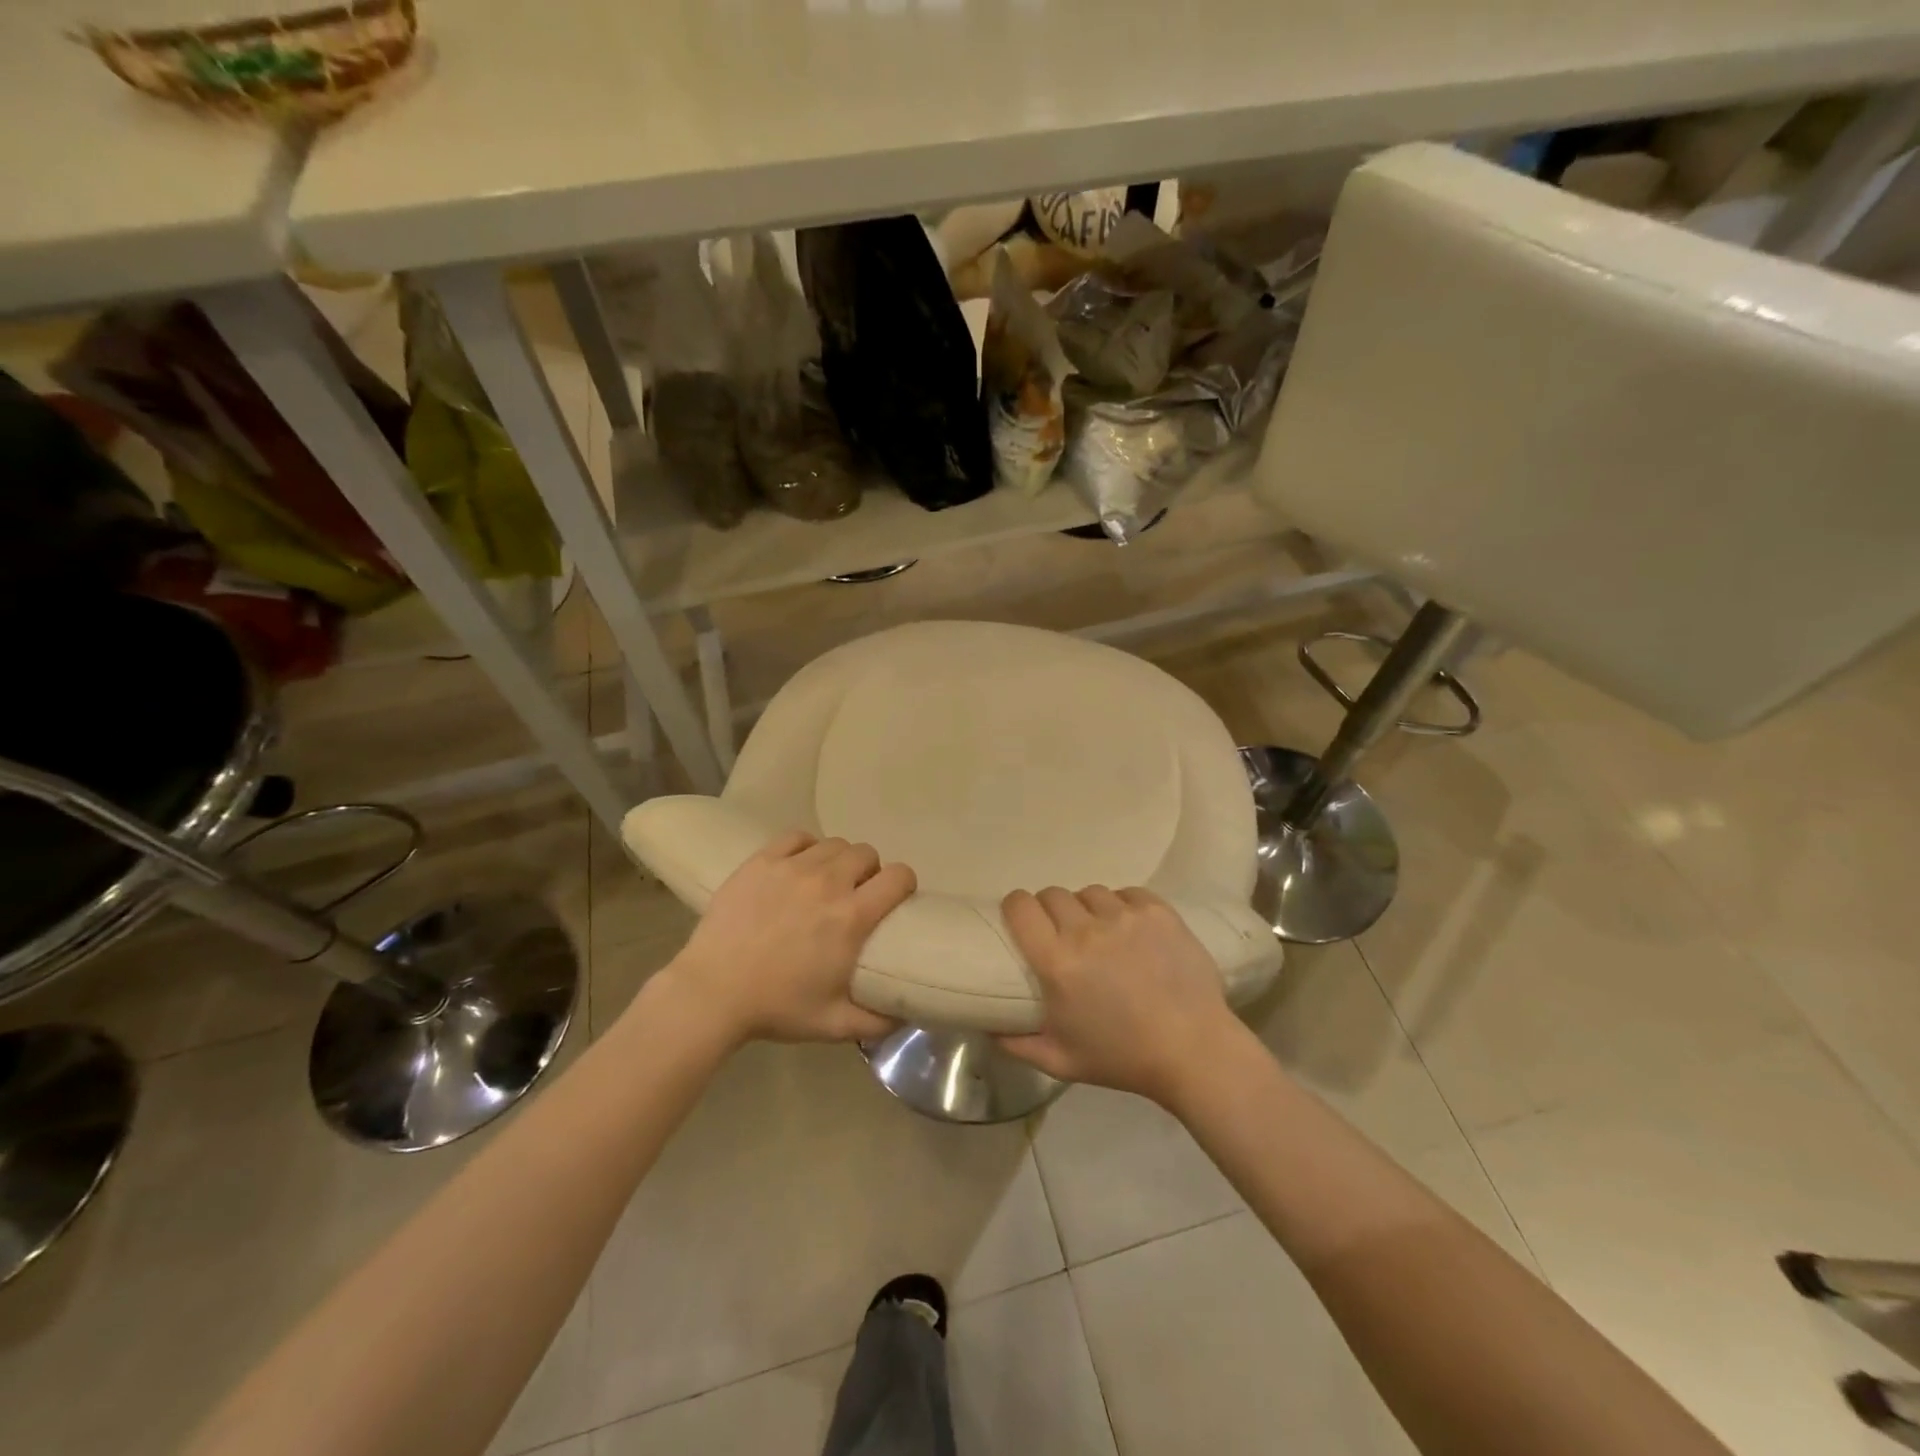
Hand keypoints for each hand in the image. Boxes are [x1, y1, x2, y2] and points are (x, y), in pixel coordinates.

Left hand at [662, 830, 915, 1045]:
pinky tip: (799, 865)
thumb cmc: (776, 1008)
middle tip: (857, 894)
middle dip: (870, 871)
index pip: (899, 876)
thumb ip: (879, 1022)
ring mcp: (792, 867)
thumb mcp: (835, 1025)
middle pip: (867, 854)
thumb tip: (907, 1014)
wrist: (712, 992)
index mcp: (852, 917)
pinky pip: (797, 837)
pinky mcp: (762, 861)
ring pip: (834, 843)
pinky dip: (806, 847)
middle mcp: (828, 883)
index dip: (904, 883)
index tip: (896, 898)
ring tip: (827, 880)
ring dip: (839, 859)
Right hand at [997, 886, 1247, 1105]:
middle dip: (1051, 911)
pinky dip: (1123, 906)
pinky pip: (1127, 893)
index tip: (1021, 920)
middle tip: (1063, 935)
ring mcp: (1125, 916)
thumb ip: (1015, 1043)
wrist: (1194, 1050)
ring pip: (1090, 893)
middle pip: (1053, 894)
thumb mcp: (1060, 1061)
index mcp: (1057, 962)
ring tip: (1101, 933)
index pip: (1020, 906)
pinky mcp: (1157, 911)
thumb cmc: (1122, 1058)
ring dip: (1088, 909)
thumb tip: (985, 1024)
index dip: (1016, 908)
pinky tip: (1131, 930)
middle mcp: (1087, 930)